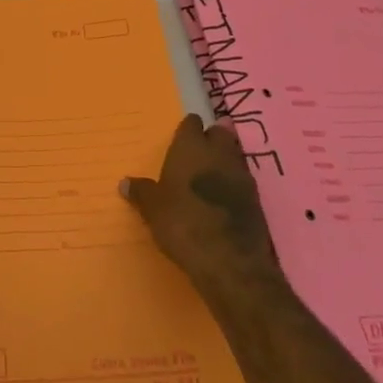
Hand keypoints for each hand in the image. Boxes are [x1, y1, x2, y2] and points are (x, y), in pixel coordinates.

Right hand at [121, 115, 285, 301]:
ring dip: (224, 162)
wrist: (229, 260)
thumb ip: (141, 192)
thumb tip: (125, 182)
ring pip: (234, 155)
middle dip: (211, 139)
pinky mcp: (257, 198)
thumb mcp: (153, 209)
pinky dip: (234, 185)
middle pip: (219, 132)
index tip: (180, 142)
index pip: (191, 122)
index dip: (187, 130)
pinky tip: (224, 201)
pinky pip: (244, 180)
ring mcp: (242, 174)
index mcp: (190, 146)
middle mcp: (218, 152)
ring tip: (210, 179)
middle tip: (196, 156)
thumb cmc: (183, 223)